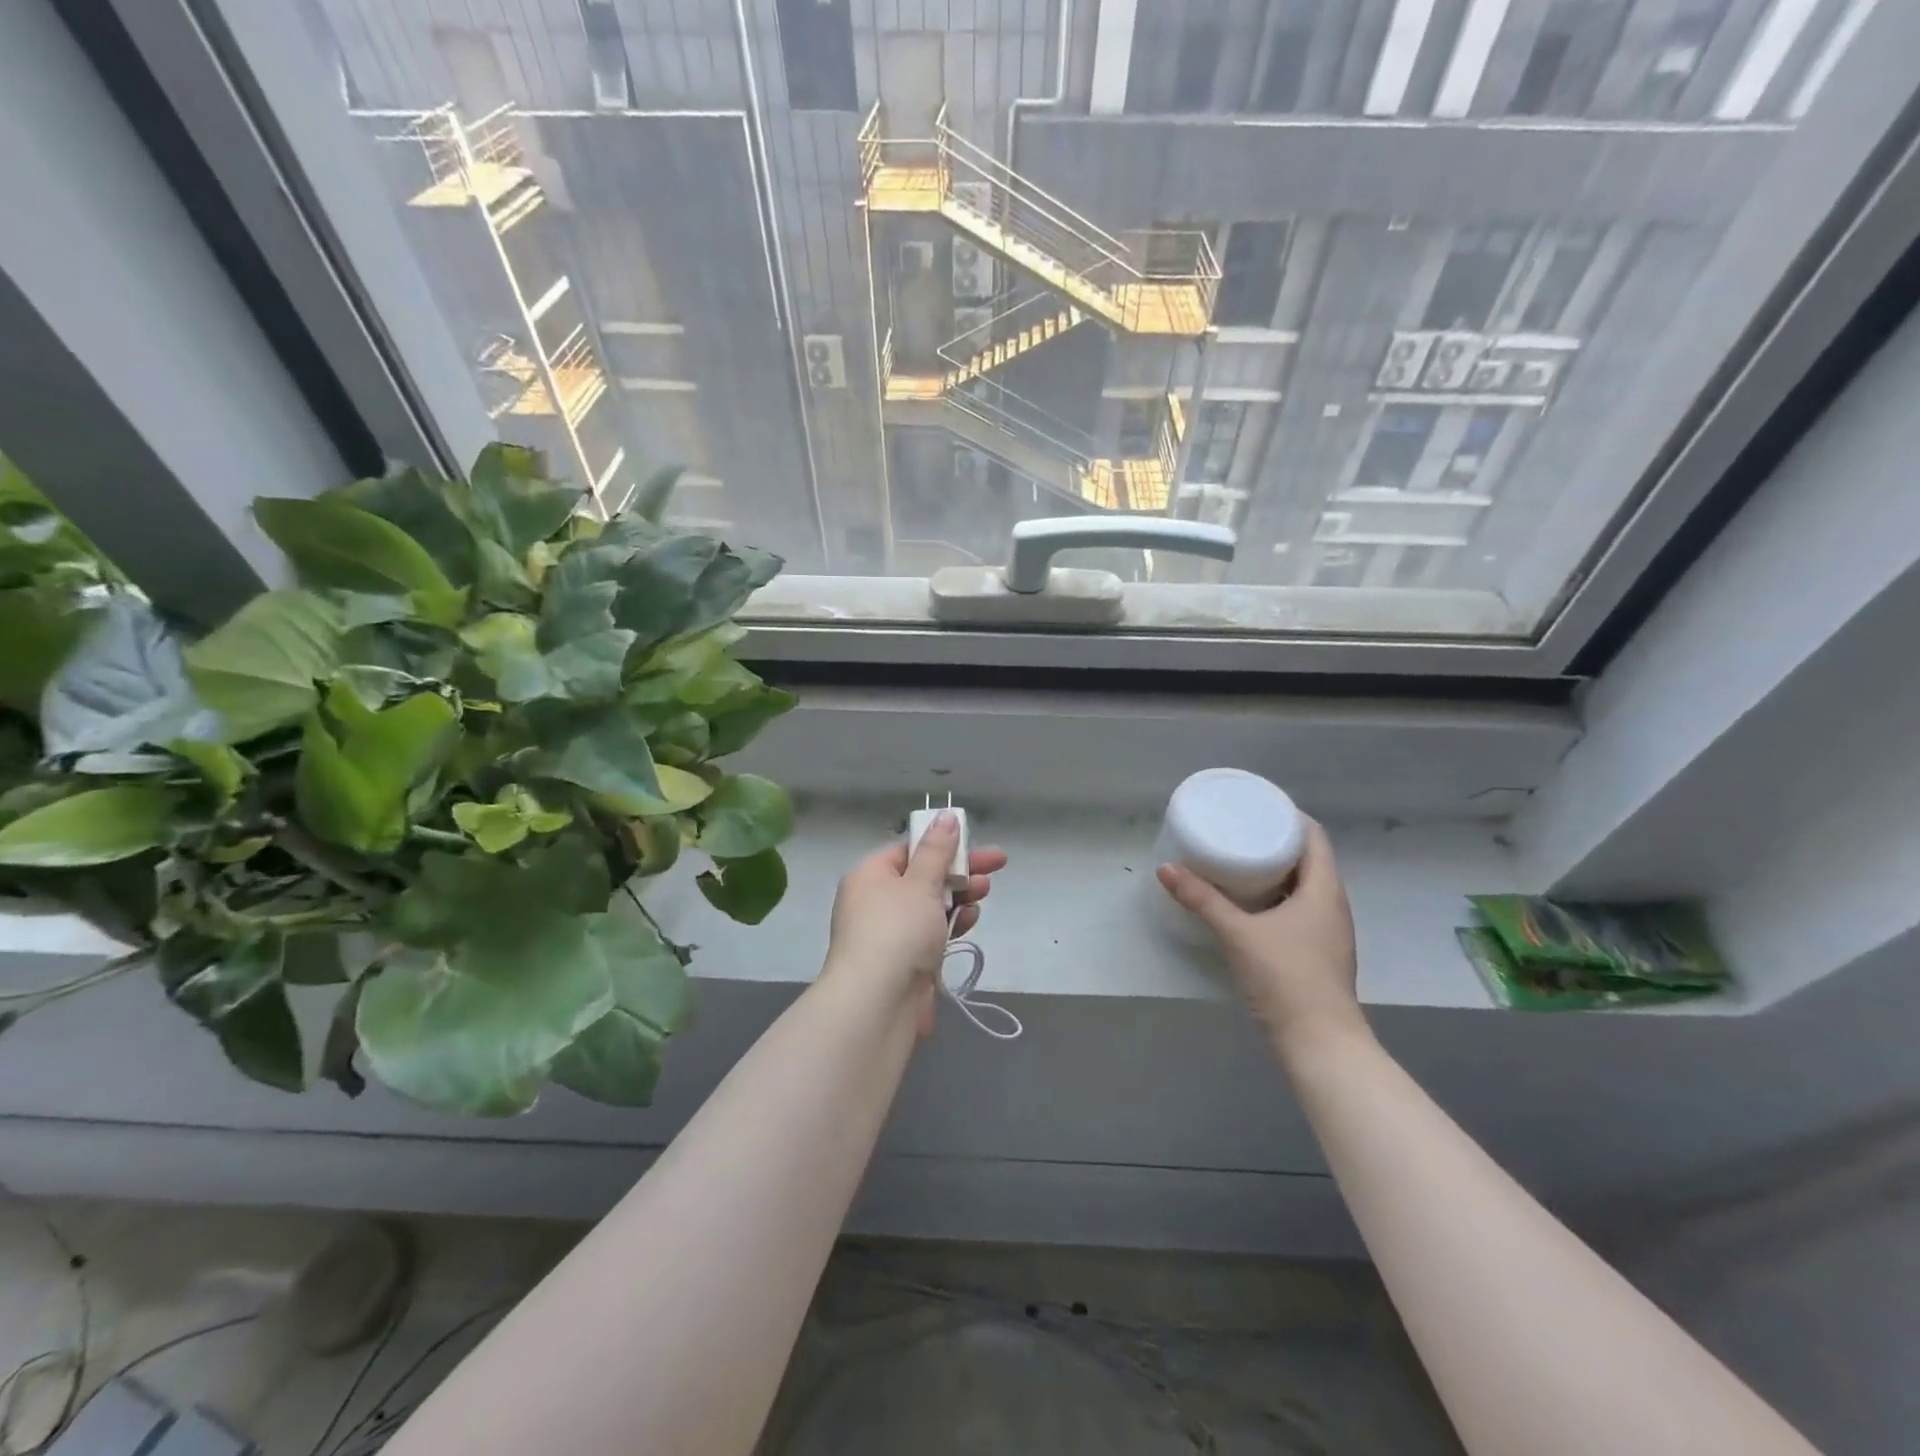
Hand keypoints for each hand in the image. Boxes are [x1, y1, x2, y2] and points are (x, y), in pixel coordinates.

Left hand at [825, 814, 1006, 1031]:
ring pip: (929, 906)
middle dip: (959, 871)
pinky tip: (969, 921)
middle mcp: (874, 901)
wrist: (877, 1002)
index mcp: (870, 875)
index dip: (942, 844)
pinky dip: (949, 925)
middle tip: (995, 866)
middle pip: (923, 876)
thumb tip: (946, 816)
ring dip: (958, 897)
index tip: (974, 843)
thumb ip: (938, 850)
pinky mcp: (902, 960)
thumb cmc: (898, 930)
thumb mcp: (922, 883)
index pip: (908, 849)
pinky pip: (929, 933)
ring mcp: (888, 933)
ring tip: (984, 893)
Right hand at [1157, 819, 1365, 1054]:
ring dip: (1276, 872)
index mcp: (1323, 890)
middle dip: (1276, 843)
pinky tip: (1249, 906)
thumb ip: (1202, 900)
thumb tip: (1166, 869)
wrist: (1320, 1044)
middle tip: (1239, 831)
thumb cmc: (1286, 978)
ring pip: (1304, 887)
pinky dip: (1276, 899)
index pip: (1314, 837)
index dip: (1289, 817)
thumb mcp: (1238, 933)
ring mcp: (1328, 933)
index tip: (1257, 806)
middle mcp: (1332, 906)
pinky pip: (1299, 910)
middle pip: (1308, 860)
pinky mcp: (1318, 954)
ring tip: (1239, 862)